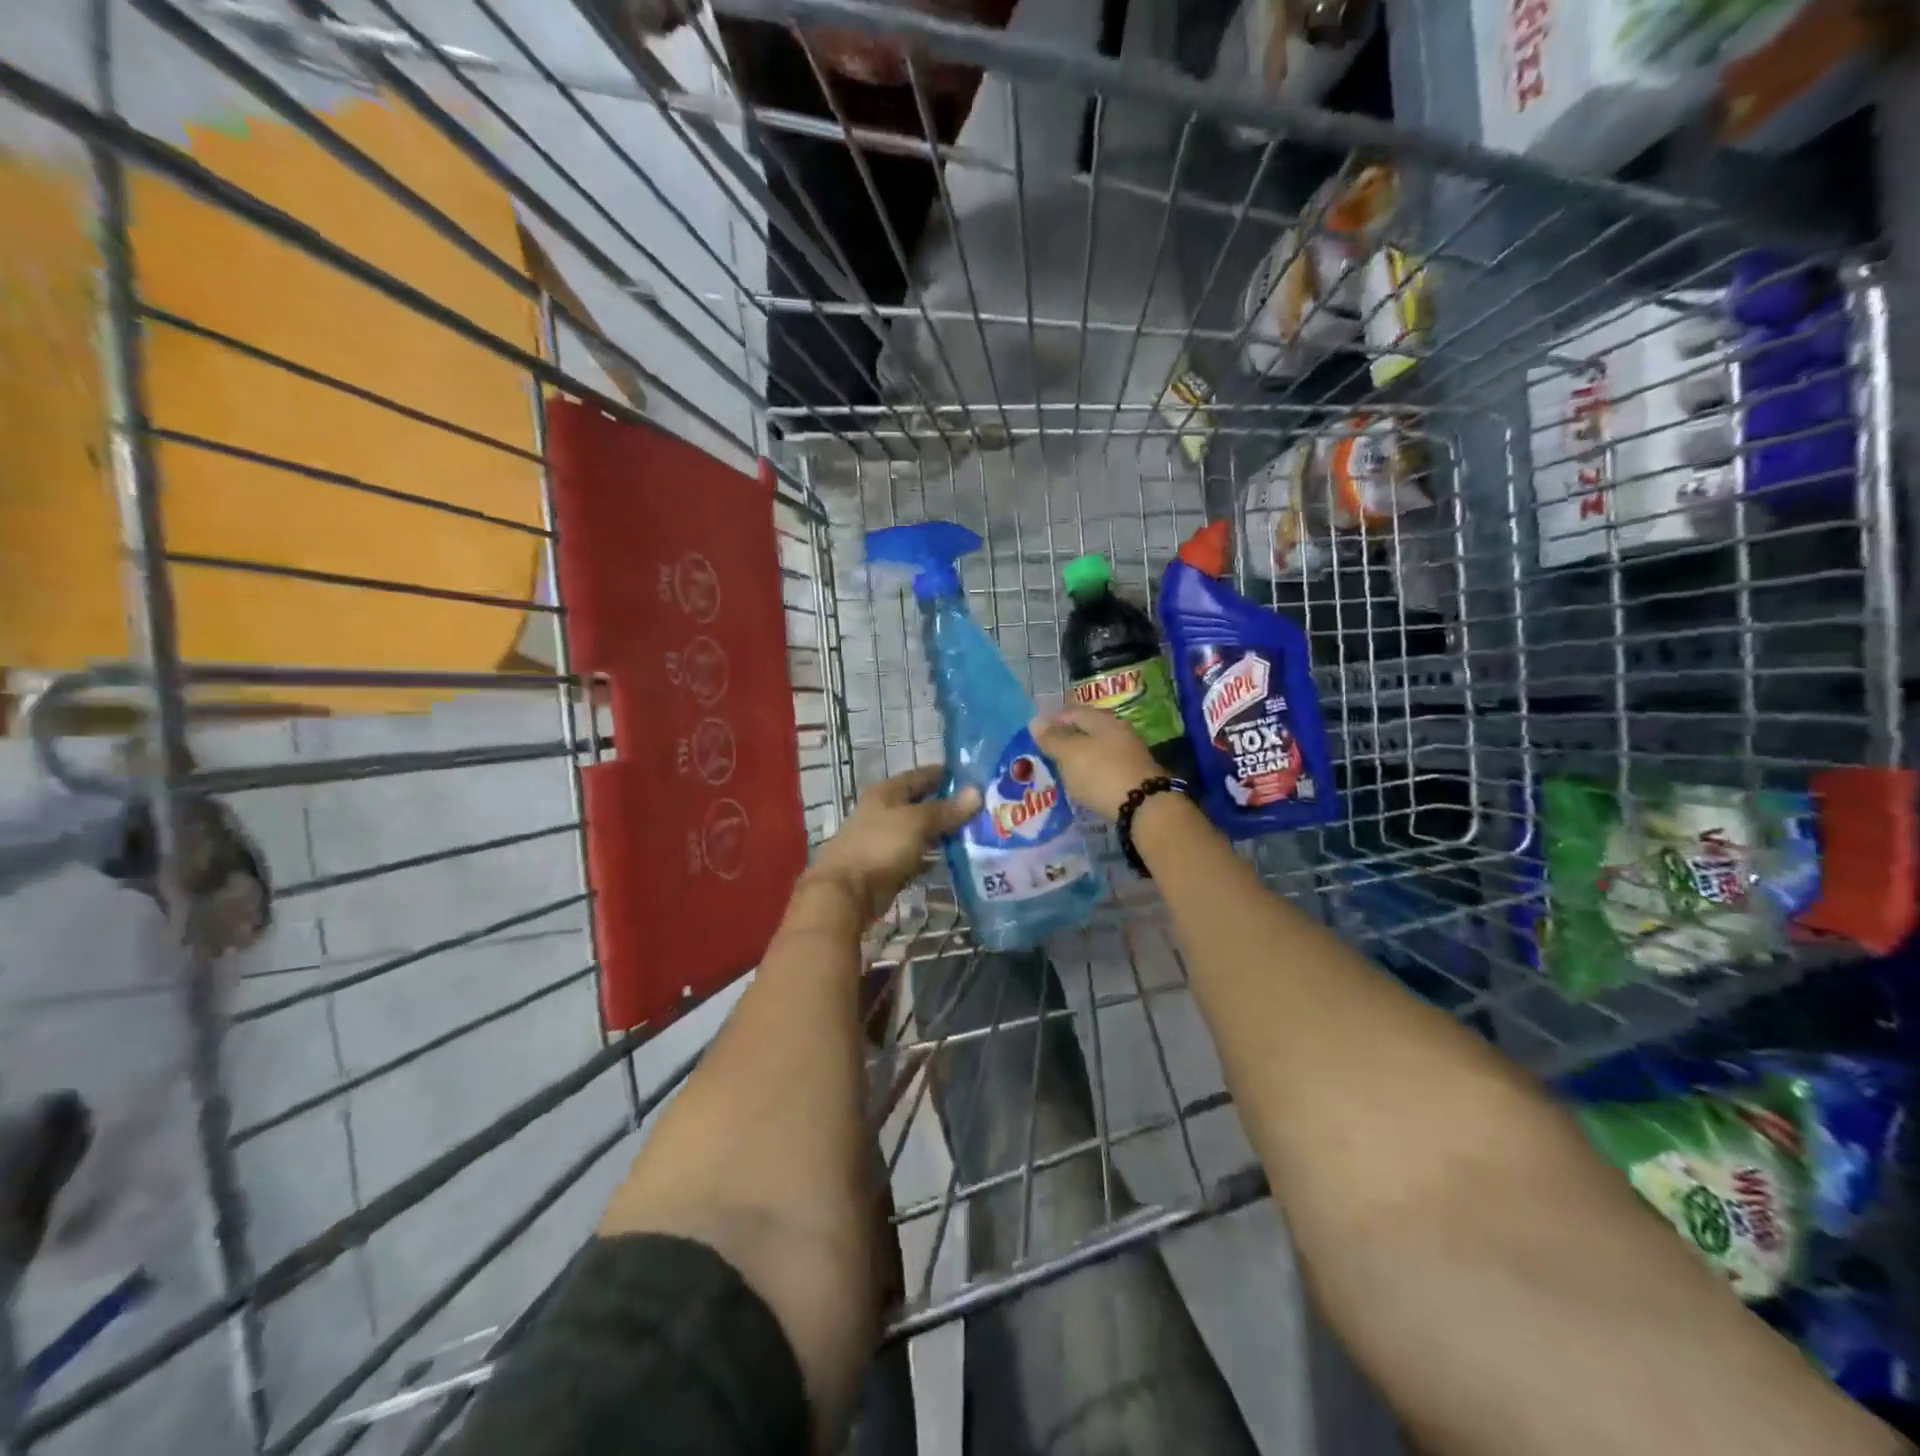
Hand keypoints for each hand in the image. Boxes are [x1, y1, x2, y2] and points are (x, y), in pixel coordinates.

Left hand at [803, 765, 980, 923]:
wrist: (847, 891)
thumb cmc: (880, 846)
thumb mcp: (916, 822)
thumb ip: (946, 809)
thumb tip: (976, 792)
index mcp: (886, 793)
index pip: (919, 776)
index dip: (943, 774)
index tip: (972, 776)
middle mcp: (884, 813)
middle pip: (921, 804)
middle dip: (948, 805)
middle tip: (981, 807)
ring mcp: (885, 840)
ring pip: (920, 831)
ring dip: (943, 832)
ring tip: (976, 831)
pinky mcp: (889, 866)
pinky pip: (917, 855)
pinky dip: (933, 856)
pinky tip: (956, 858)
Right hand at [1029, 708, 1165, 820]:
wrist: (1145, 806)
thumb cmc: (1101, 773)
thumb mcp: (1070, 754)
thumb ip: (1052, 738)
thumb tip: (1035, 720)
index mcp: (1103, 721)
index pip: (1074, 711)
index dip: (1054, 719)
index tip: (1038, 734)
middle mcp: (1120, 732)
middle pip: (1089, 730)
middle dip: (1068, 739)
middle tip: (1048, 753)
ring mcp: (1130, 754)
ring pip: (1099, 750)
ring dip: (1081, 758)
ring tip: (1064, 771)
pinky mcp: (1135, 776)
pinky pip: (1107, 768)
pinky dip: (1093, 773)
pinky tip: (1085, 784)